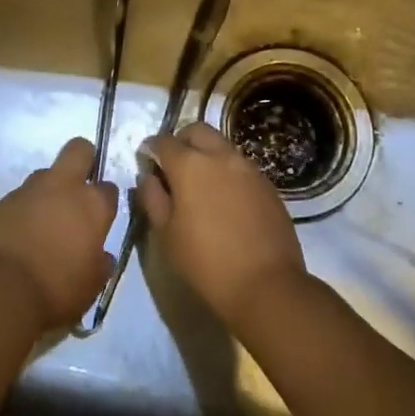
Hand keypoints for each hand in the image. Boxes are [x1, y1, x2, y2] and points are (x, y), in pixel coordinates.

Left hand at [0, 137, 118, 329]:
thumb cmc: (56, 289)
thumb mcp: (91, 285)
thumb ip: (100, 264)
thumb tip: (100, 256)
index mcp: (91, 205)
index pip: (108, 189)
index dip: (105, 201)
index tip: (100, 218)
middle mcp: (61, 187)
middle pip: (78, 150)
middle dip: (83, 159)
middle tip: (79, 188)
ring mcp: (27, 191)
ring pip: (43, 176)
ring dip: (48, 192)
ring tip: (43, 223)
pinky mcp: (0, 202)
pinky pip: (17, 200)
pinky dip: (21, 212)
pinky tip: (18, 237)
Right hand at [137, 122, 305, 327]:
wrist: (266, 284)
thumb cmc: (206, 262)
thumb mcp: (166, 234)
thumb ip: (152, 198)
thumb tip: (147, 177)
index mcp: (190, 165)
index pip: (163, 142)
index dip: (151, 150)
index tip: (146, 163)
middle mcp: (221, 156)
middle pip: (196, 131)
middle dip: (181, 141)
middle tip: (173, 167)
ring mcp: (248, 167)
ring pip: (221, 145)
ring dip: (206, 154)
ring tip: (199, 185)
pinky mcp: (268, 184)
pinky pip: (241, 165)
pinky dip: (226, 171)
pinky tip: (224, 199)